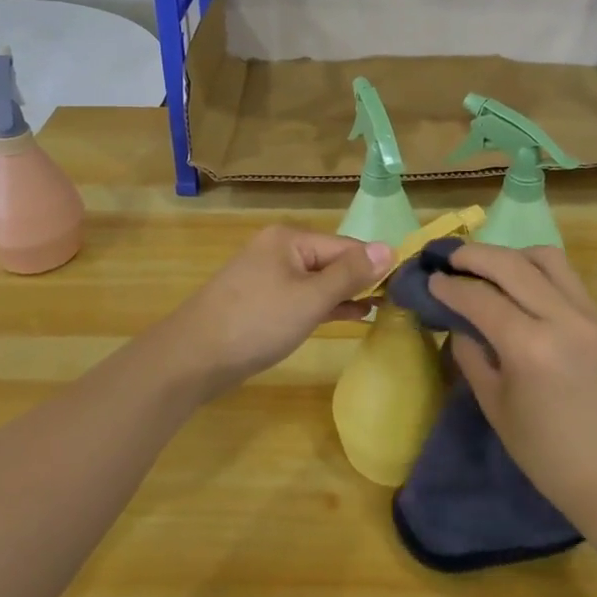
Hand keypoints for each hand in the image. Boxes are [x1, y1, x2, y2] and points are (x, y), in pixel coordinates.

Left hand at [165, 226, 391, 398]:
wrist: (191, 358)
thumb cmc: (256, 322)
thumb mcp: (310, 298)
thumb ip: (350, 274)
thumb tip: (389, 247)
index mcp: (290, 239)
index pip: (346, 246)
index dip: (374, 265)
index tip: (405, 285)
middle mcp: (278, 250)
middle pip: (331, 260)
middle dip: (360, 280)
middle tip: (396, 302)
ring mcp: (266, 276)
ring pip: (317, 280)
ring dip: (345, 294)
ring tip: (380, 309)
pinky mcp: (260, 301)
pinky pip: (301, 296)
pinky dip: (324, 305)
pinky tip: (349, 316)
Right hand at [430, 244, 596, 531]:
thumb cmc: (550, 457)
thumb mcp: (497, 409)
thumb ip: (473, 357)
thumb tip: (460, 324)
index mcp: (530, 347)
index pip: (480, 298)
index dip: (449, 287)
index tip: (430, 280)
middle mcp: (563, 319)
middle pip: (512, 264)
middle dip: (474, 255)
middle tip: (450, 258)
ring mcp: (591, 316)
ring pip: (547, 259)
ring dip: (512, 256)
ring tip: (490, 268)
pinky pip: (568, 280)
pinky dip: (539, 273)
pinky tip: (523, 289)